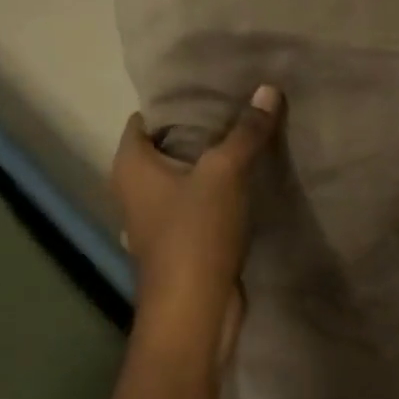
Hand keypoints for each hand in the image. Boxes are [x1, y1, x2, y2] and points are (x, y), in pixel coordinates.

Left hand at [111, 85, 282, 361]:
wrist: (195, 308)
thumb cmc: (196, 232)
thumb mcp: (225, 173)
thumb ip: (246, 132)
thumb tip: (267, 89)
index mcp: (130, 166)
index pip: (145, 119)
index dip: (175, 103)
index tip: (212, 90)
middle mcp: (134, 190)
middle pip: (166, 148)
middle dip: (199, 131)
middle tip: (239, 110)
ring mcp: (155, 220)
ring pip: (183, 179)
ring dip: (210, 165)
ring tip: (247, 143)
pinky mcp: (179, 243)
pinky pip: (196, 205)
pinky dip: (216, 194)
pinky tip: (246, 185)